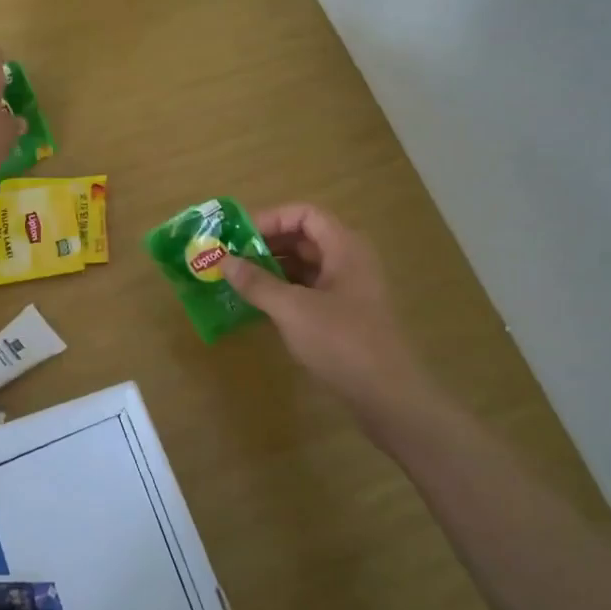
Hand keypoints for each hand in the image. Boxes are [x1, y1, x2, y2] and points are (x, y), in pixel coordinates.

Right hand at [221, 204, 425, 411]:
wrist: (386, 395)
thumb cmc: (341, 341)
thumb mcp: (292, 309)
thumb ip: (257, 283)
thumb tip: (224, 261)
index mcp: (344, 248)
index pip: (305, 214)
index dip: (271, 219)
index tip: (238, 235)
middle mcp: (349, 261)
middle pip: (304, 238)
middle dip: (266, 245)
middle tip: (230, 257)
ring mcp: (348, 290)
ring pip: (305, 266)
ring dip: (272, 270)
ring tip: (237, 280)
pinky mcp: (344, 316)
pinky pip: (308, 291)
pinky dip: (283, 292)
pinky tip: (258, 306)